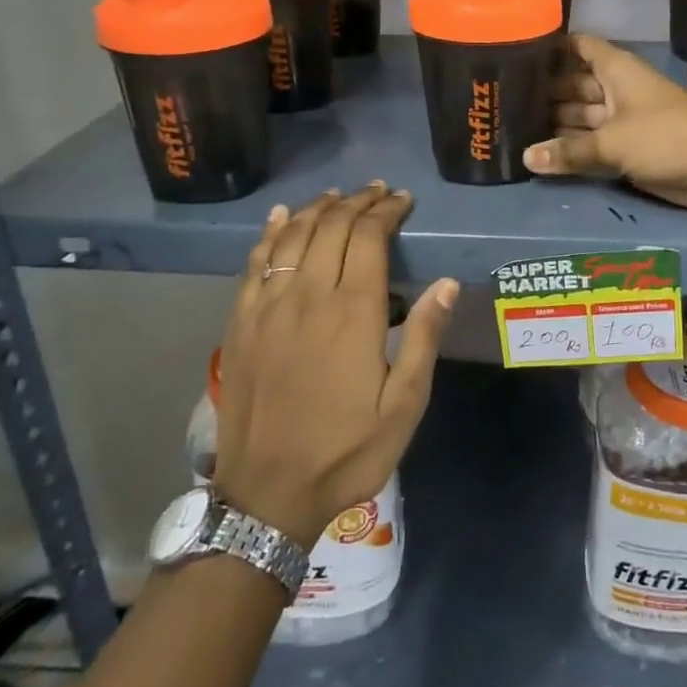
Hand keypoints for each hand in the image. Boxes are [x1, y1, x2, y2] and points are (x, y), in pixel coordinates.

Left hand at [210, 184, 458, 544]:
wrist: (266, 495)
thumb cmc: (346, 452)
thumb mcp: (404, 405)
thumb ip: (423, 338)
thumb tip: (446, 284)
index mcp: (352, 312)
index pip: (368, 237)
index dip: (386, 211)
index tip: (403, 200)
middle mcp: (307, 296)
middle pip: (331, 227)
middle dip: (358, 202)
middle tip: (378, 192)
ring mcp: (267, 307)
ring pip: (293, 236)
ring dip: (318, 209)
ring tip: (339, 195)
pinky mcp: (240, 322)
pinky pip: (255, 262)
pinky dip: (271, 232)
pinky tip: (282, 217)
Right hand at [522, 35, 686, 211]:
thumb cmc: (668, 136)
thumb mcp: (613, 142)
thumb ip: (569, 151)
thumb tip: (525, 157)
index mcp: (616, 68)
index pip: (577, 46)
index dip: (550, 46)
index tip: (515, 52)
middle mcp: (617, 88)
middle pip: (573, 83)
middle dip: (544, 91)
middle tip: (502, 100)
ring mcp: (623, 118)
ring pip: (581, 116)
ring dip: (554, 122)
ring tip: (512, 127)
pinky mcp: (629, 147)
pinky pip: (593, 142)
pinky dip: (572, 147)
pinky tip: (541, 154)